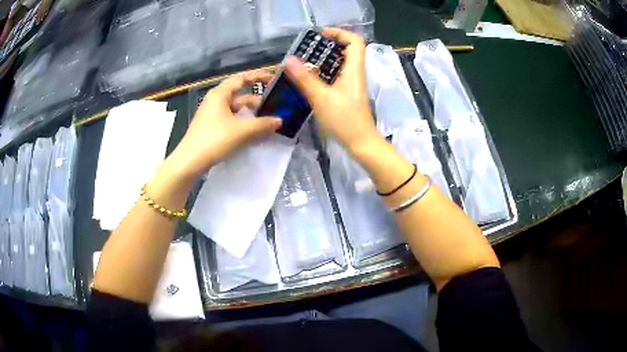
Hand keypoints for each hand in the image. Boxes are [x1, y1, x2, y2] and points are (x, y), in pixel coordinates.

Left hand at [169, 71, 281, 176]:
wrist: (189, 162)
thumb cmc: (214, 140)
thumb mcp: (241, 131)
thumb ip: (262, 124)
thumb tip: (280, 121)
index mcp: (220, 94)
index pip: (242, 78)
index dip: (258, 76)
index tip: (274, 79)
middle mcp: (215, 100)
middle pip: (240, 94)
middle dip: (257, 98)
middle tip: (275, 103)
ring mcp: (212, 114)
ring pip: (236, 108)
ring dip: (251, 112)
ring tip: (268, 119)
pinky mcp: (212, 126)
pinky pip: (231, 119)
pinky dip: (243, 122)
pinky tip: (254, 131)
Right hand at [284, 28, 382, 153]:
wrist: (361, 143)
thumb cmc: (344, 120)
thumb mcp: (321, 98)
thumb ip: (304, 78)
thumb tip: (288, 59)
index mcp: (354, 69)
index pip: (355, 41)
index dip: (340, 33)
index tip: (321, 35)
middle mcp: (355, 73)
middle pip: (347, 50)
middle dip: (328, 45)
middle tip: (308, 48)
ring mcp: (352, 84)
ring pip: (341, 63)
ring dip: (324, 59)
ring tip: (304, 61)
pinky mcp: (347, 94)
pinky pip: (337, 75)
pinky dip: (324, 72)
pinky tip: (309, 79)